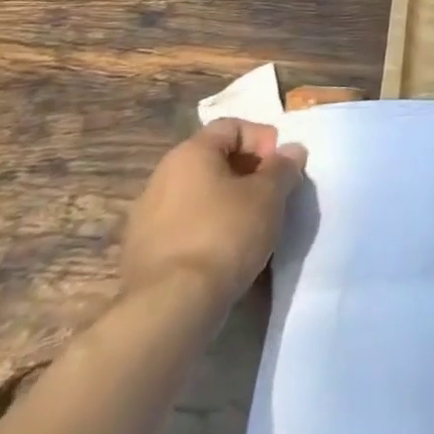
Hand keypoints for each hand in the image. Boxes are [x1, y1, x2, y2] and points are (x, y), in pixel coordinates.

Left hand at [120, 119, 306, 309]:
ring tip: (253, 225)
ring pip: (198, 194)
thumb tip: (291, 150)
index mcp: (189, 153)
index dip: (263, 139)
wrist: (171, 307)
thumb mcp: (269, 195)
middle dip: (248, 171)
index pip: (232, 126)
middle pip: (213, 159)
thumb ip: (283, 167)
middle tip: (272, 194)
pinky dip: (208, 228)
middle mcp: (161, 177)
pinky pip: (184, 225)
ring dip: (228, 201)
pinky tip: (226, 251)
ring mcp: (146, 217)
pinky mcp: (142, 253)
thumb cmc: (225, 234)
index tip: (280, 166)